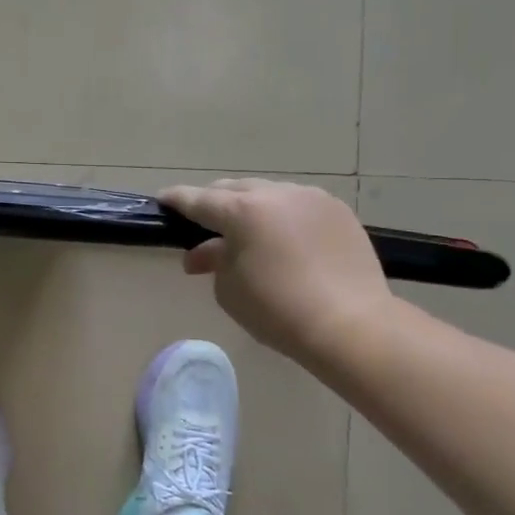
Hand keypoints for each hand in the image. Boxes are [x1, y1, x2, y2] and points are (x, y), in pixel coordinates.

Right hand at [160, 179, 394, 373]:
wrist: (352, 325)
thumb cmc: (278, 311)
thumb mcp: (229, 290)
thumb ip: (214, 261)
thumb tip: (203, 253)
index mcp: (242, 212)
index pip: (198, 200)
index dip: (177, 200)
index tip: (162, 200)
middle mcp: (275, 194)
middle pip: (234, 190)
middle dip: (215, 203)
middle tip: (204, 224)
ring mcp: (311, 199)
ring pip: (268, 193)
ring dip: (251, 207)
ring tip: (248, 232)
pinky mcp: (338, 211)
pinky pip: (298, 204)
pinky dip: (283, 216)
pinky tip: (283, 238)